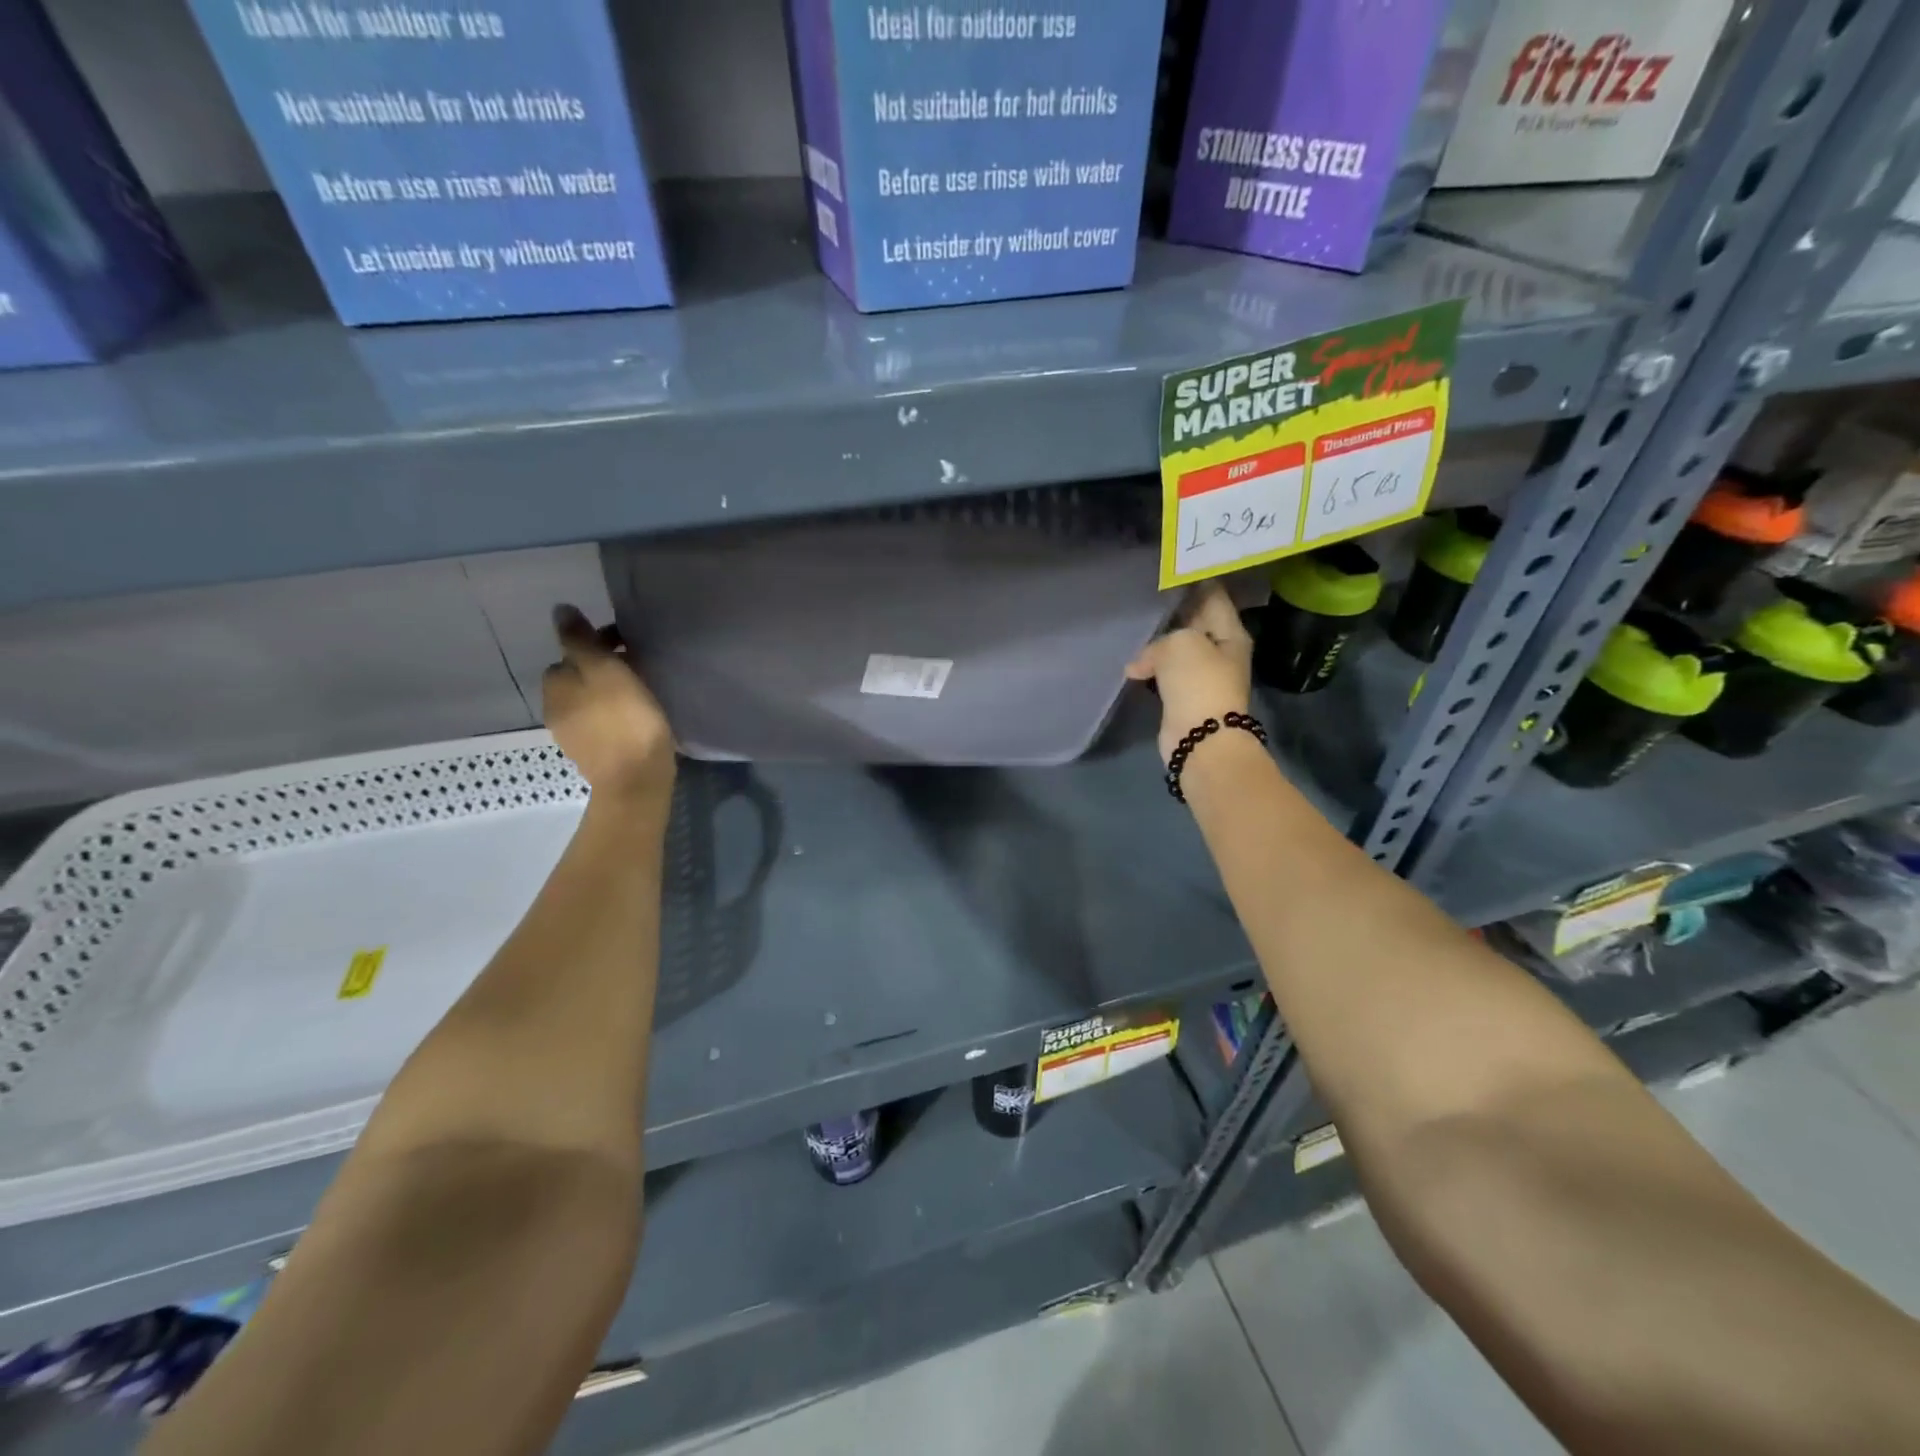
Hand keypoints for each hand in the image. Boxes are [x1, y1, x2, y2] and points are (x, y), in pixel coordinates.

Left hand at [543, 606, 674, 803]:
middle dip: (602, 669)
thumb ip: (581, 640)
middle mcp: (556, 708)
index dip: (596, 646)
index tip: (627, 646)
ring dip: (609, 693)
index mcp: (556, 685)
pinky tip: (636, 719)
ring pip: (589, 701)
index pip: (568, 653)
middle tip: (638, 668)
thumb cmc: (624, 719)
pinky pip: (601, 723)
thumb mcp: (605, 670)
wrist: (636, 780)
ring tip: (641, 692)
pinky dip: (614, 716)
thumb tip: (559, 610)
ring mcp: (573, 735)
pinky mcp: (593, 755)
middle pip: (578, 677)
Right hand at [1126, 582, 1253, 765]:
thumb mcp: (1181, 643)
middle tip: (1143, 594)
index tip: (1170, 569)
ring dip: (1158, 641)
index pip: (1214, 596)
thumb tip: (1142, 663)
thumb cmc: (1198, 683)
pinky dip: (1151, 667)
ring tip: (1132, 624)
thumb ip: (1161, 639)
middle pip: (1195, 621)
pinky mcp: (1184, 695)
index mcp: (1230, 633)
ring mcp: (1202, 675)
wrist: (1200, 739)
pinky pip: (1165, 672)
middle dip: (1172, 611)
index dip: (1194, 581)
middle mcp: (1220, 651)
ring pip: (1177, 648)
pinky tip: (1132, 663)